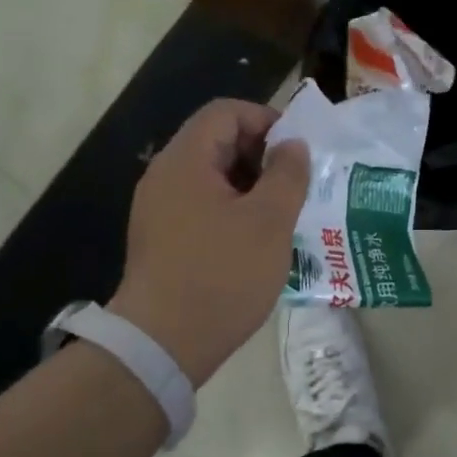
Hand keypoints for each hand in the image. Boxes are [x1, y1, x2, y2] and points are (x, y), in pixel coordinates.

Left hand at [108, 98, 309, 387]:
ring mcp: (159, 210)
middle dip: (261, 155)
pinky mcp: (161, 239)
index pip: (226, 112)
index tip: (297, 150)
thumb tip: (292, 146)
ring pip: (212, 177)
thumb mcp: (269, 221)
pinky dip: (232, 210)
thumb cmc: (222, 275)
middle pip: (216, 141)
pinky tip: (257, 240)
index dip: (266, 120)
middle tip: (295, 184)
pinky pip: (201, 206)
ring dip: (250, 186)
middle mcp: (165, 176)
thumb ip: (287, 174)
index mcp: (186, 161)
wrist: (162, 344)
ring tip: (283, 213)